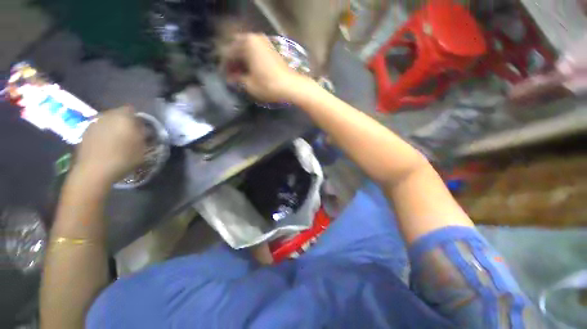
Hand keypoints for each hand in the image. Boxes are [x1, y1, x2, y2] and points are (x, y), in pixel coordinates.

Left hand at [75, 107, 145, 183]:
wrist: (94, 171)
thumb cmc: (123, 158)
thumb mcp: (143, 148)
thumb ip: (143, 135)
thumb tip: (143, 129)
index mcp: (123, 117)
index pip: (132, 109)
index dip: (137, 118)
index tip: (141, 128)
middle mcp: (107, 115)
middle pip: (118, 114)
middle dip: (125, 121)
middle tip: (131, 134)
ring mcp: (94, 123)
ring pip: (108, 121)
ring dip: (113, 127)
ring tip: (118, 140)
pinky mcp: (85, 132)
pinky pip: (99, 128)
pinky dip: (103, 133)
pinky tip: (106, 145)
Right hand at [222, 33, 313, 102]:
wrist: (292, 86)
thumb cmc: (269, 85)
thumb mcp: (249, 85)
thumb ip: (237, 80)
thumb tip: (231, 79)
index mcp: (246, 43)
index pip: (228, 53)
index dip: (225, 67)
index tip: (225, 78)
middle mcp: (255, 38)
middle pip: (238, 49)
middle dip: (234, 63)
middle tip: (232, 76)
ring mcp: (265, 43)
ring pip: (247, 51)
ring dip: (242, 62)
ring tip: (241, 76)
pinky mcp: (271, 50)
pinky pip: (256, 53)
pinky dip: (251, 61)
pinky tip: (251, 72)